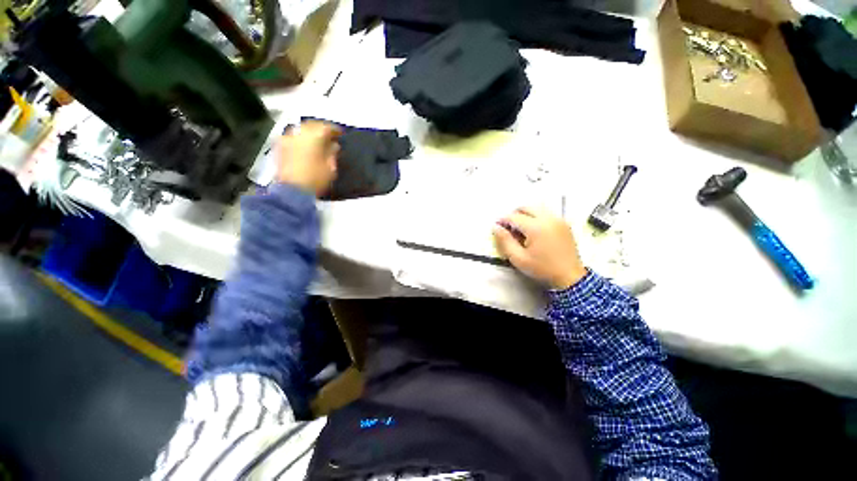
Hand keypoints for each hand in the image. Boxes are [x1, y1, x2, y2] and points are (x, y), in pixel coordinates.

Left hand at [276, 121, 341, 196]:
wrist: (291, 190)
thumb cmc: (315, 178)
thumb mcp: (330, 168)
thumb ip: (332, 153)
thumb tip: (334, 145)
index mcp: (313, 136)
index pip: (326, 127)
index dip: (335, 130)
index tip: (341, 134)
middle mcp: (298, 133)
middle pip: (311, 125)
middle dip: (321, 129)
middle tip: (329, 136)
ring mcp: (287, 138)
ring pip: (300, 129)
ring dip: (309, 133)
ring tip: (317, 141)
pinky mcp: (280, 146)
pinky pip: (292, 137)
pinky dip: (300, 139)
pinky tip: (305, 146)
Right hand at [493, 206, 586, 289]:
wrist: (570, 277)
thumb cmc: (542, 269)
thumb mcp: (518, 258)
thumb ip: (505, 241)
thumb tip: (495, 227)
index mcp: (536, 227)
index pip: (514, 217)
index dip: (503, 220)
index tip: (497, 227)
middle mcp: (548, 218)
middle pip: (526, 207)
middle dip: (514, 214)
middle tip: (509, 227)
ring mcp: (558, 219)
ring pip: (536, 208)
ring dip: (525, 214)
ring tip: (521, 229)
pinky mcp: (564, 223)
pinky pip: (546, 213)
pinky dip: (536, 217)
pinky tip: (534, 231)